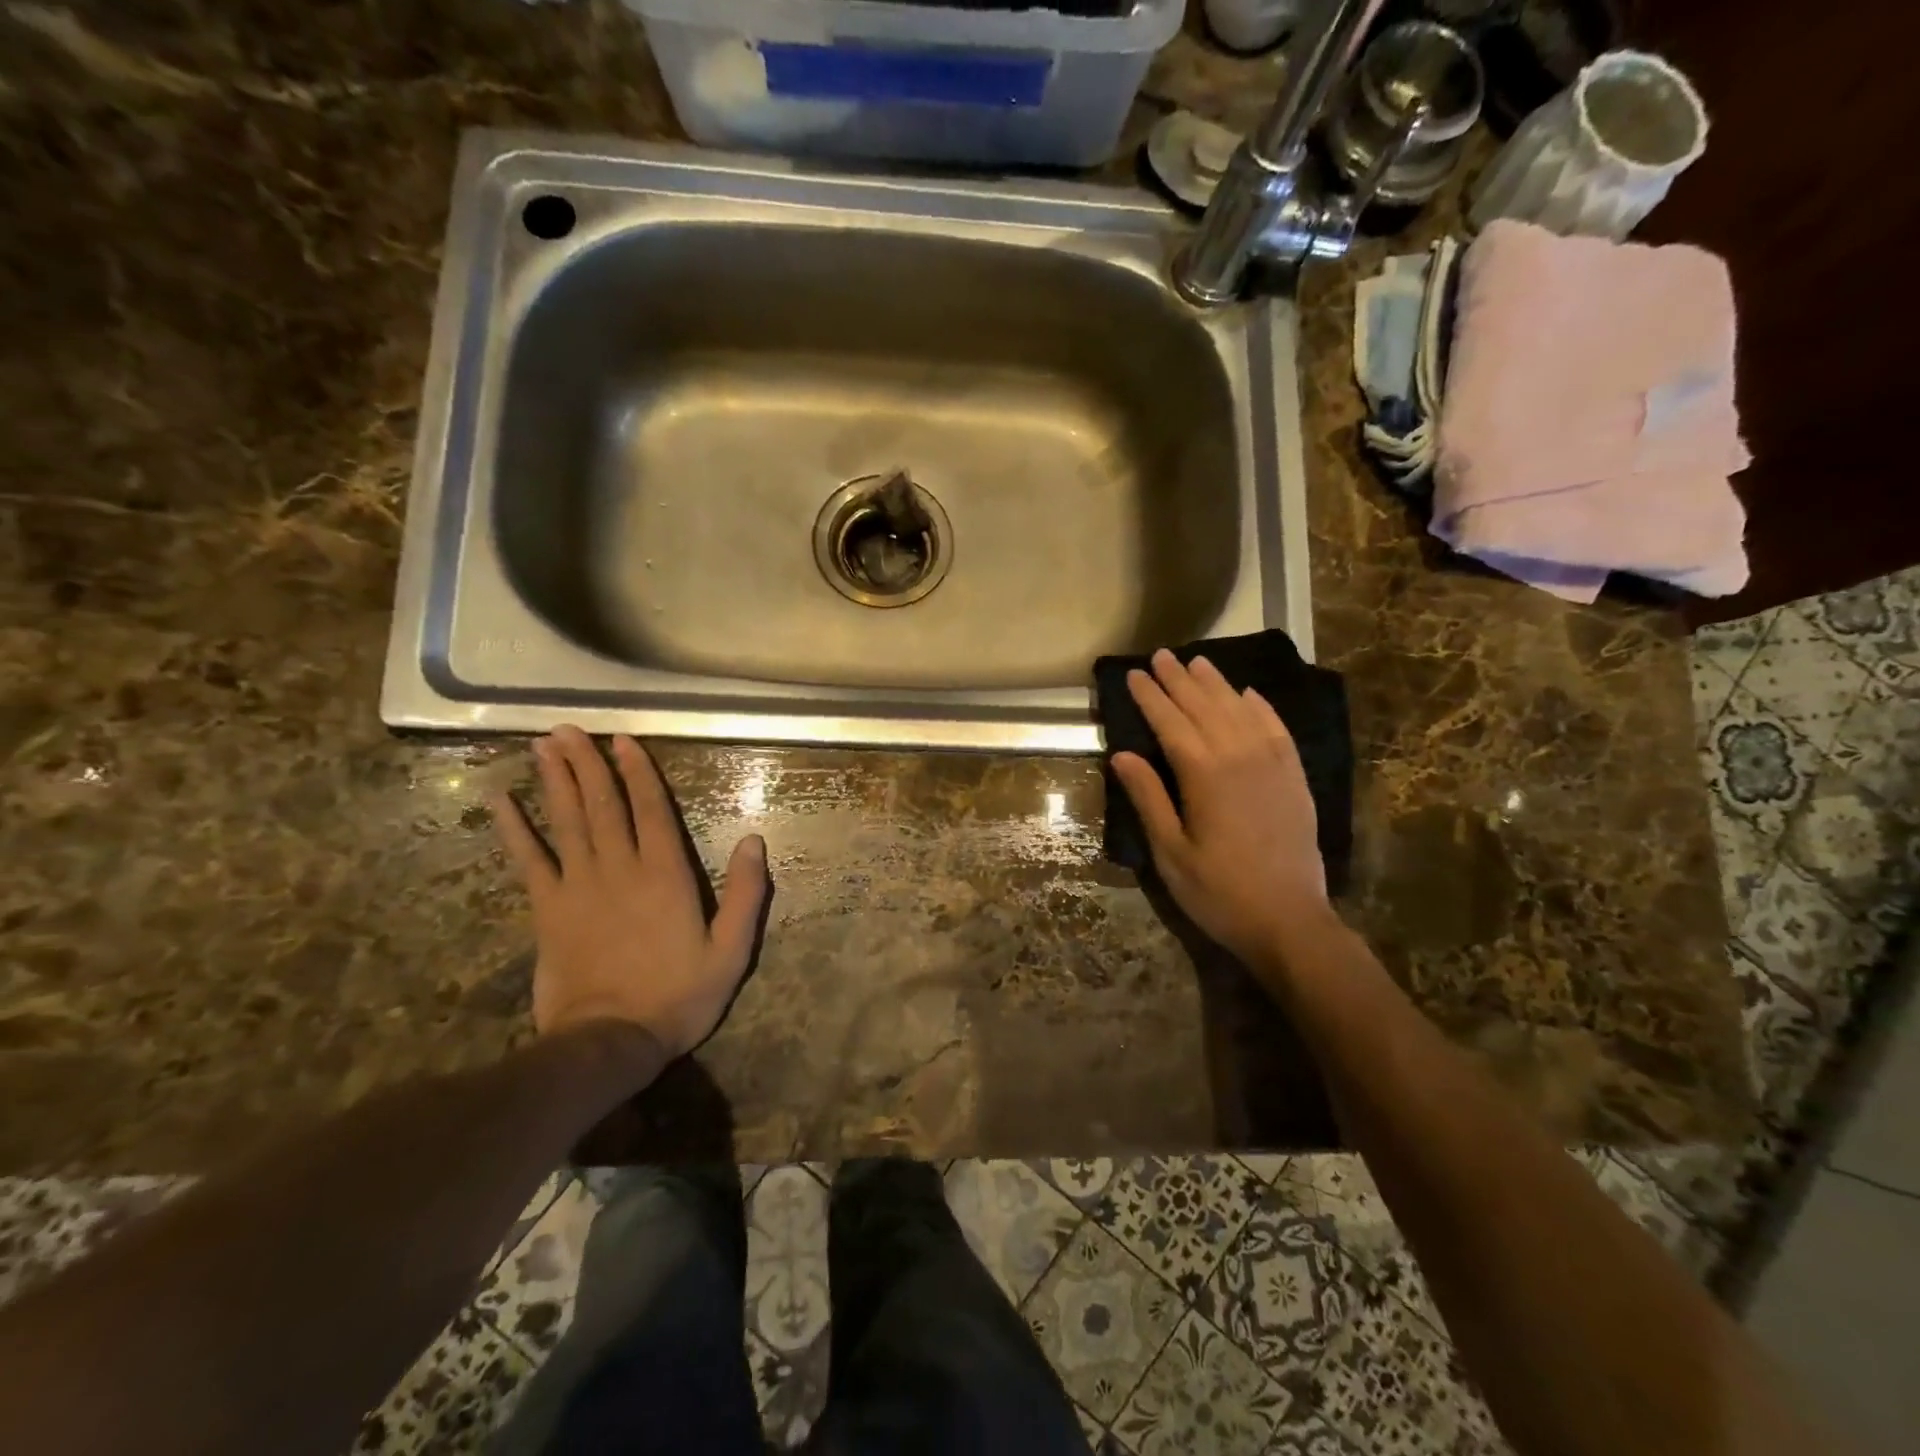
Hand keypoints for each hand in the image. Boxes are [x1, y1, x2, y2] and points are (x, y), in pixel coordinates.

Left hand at [490, 725, 769, 1057]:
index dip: (638, 771)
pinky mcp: (547, 910)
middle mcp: (620, 869)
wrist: (609, 1041)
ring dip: (554, 781)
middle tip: (568, 728)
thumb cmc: (678, 996)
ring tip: (543, 746)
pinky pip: (529, 861)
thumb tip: (754, 840)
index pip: (651, 809)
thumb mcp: (731, 950)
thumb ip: (745, 894)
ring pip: (566, 822)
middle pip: (602, 805)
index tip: (623, 739)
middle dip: (587, 763)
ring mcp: (578, 887)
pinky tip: (500, 801)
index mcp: (666, 874)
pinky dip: (514, 829)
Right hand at [1110, 650, 1330, 965]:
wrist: (1289, 920)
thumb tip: (1122, 755)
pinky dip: (1261, 707)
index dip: (1150, 697)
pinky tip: (1249, 694)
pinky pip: (1277, 729)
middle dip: (1179, 680)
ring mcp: (1273, 764)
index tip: (1134, 674)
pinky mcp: (1294, 777)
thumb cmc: (1218, 892)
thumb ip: (1148, 798)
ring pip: (1240, 710)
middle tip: (1161, 656)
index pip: (1170, 722)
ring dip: (1217, 684)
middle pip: (1204, 707)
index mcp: (1204, 775)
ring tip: (1198, 662)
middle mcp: (1240, 757)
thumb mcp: (1170, 852)